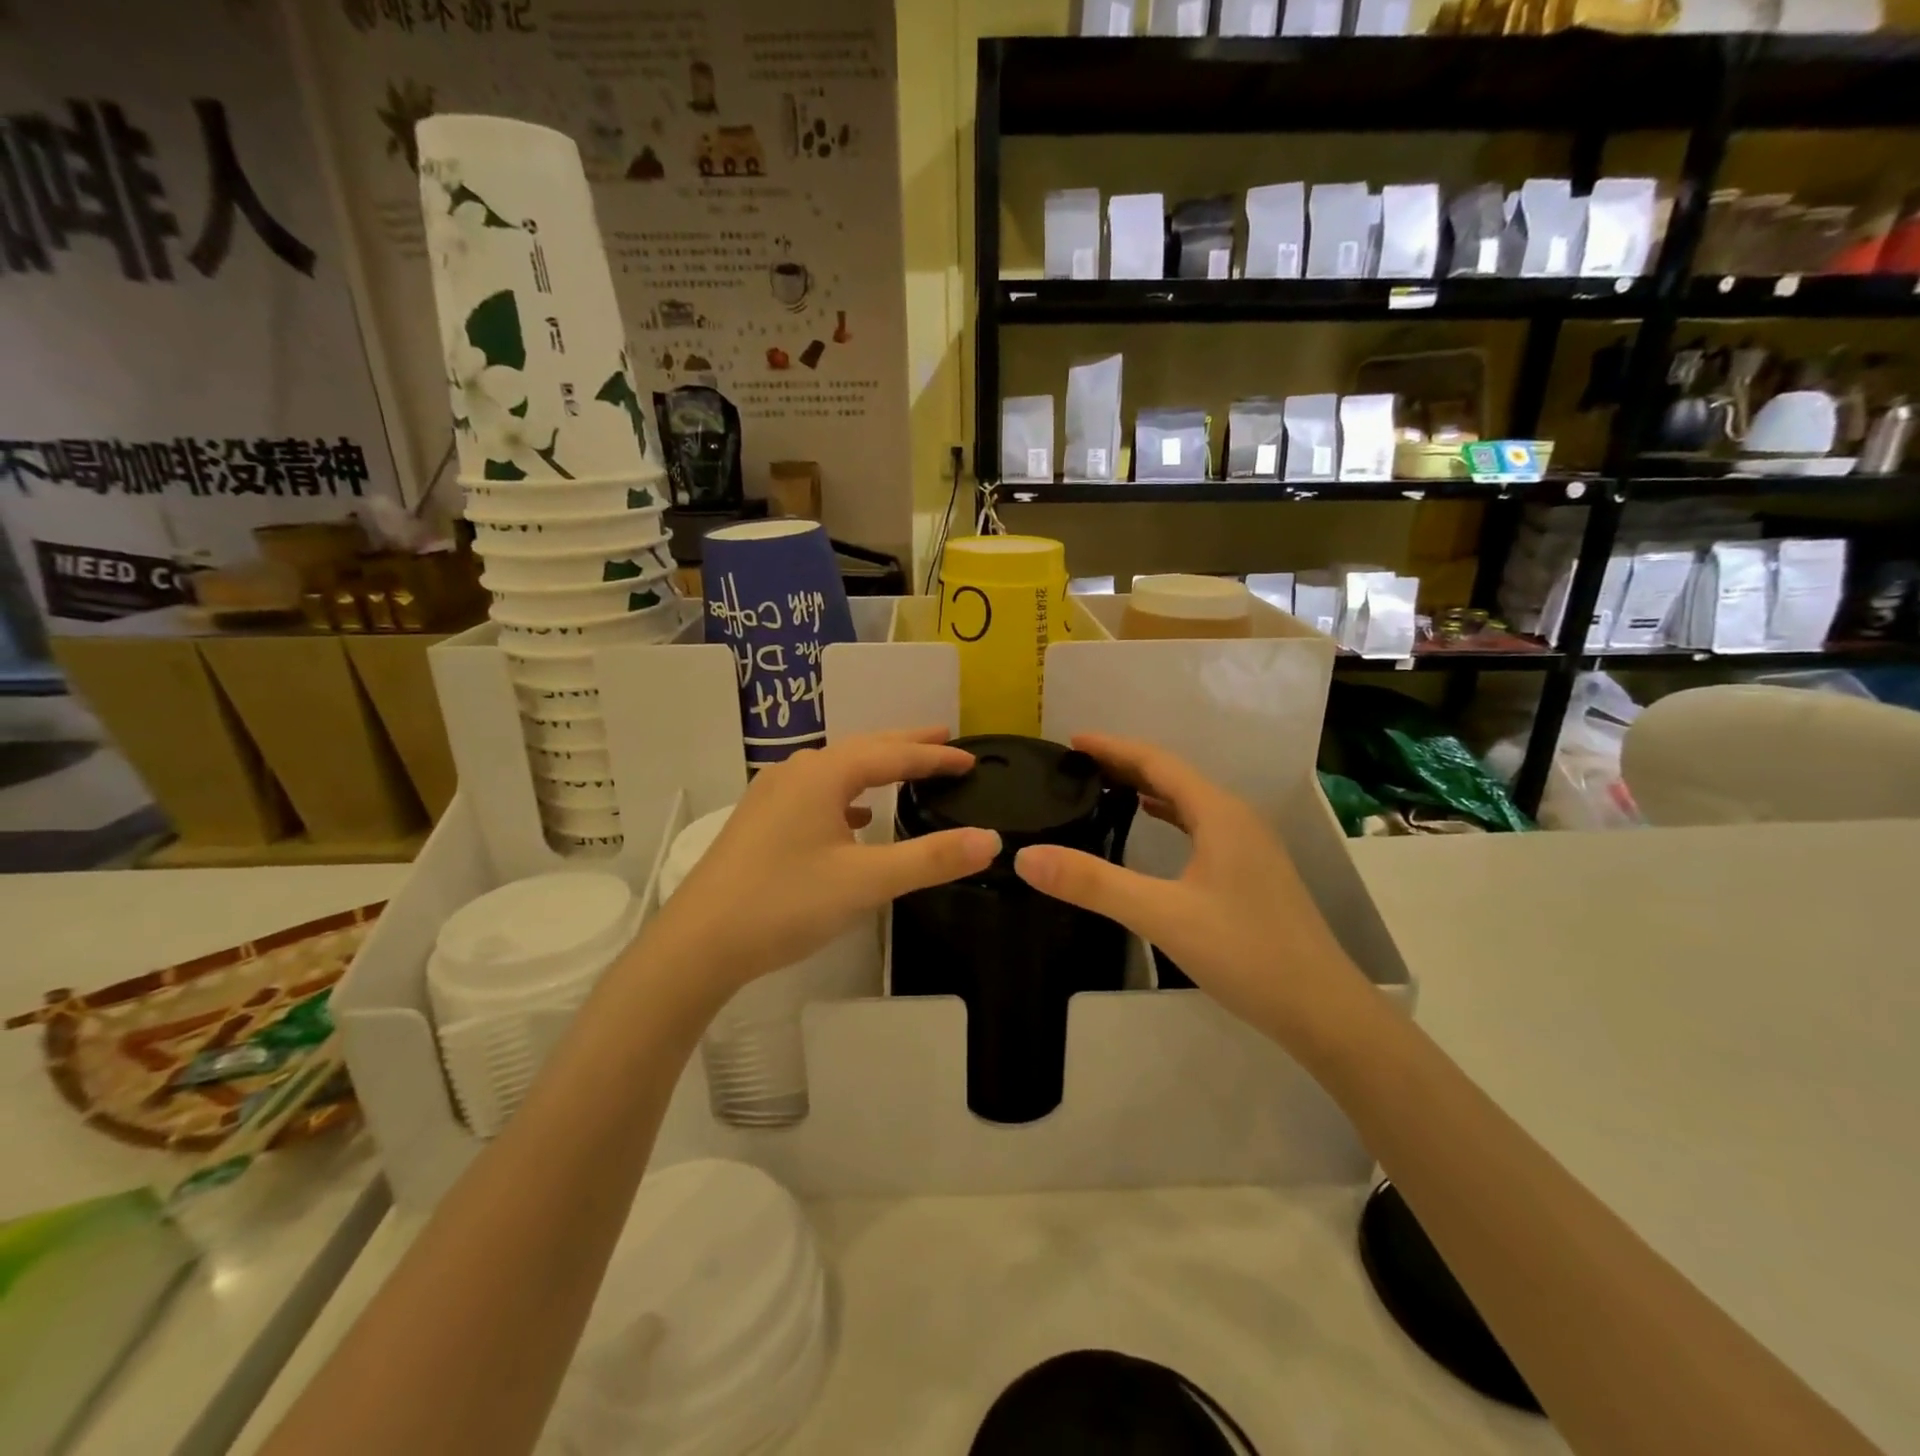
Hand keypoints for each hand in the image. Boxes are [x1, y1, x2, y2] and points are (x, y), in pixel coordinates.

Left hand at [647, 729, 999, 995]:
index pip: (893, 754)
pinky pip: (816, 792)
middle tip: (944, 740)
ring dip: (875, 766)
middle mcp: (796, 772)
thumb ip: (930, 859)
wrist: (698, 943)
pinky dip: (846, 794)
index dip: (935, 757)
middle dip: (905, 745)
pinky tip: (855, 816)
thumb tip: (990, 840)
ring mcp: (772, 795)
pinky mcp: (761, 820)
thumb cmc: (785, 903)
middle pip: (863, 748)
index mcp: (823, 774)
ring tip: (906, 770)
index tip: (971, 758)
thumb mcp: (866, 882)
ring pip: (836, 769)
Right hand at [1013, 734, 1370, 1050]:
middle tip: (1079, 764)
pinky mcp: (1252, 872)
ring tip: (1106, 787)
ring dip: (1148, 788)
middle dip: (1126, 764)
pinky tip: (1154, 827)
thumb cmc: (1245, 953)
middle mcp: (1237, 818)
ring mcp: (1250, 846)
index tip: (1072, 741)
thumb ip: (1093, 883)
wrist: (1323, 1010)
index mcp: (1218, 813)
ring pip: (1189, 801)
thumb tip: (1026, 856)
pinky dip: (1170, 815)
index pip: (1157, 762)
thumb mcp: (1161, 915)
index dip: (1113, 748)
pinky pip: (1201, 826)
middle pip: (1174, 776)